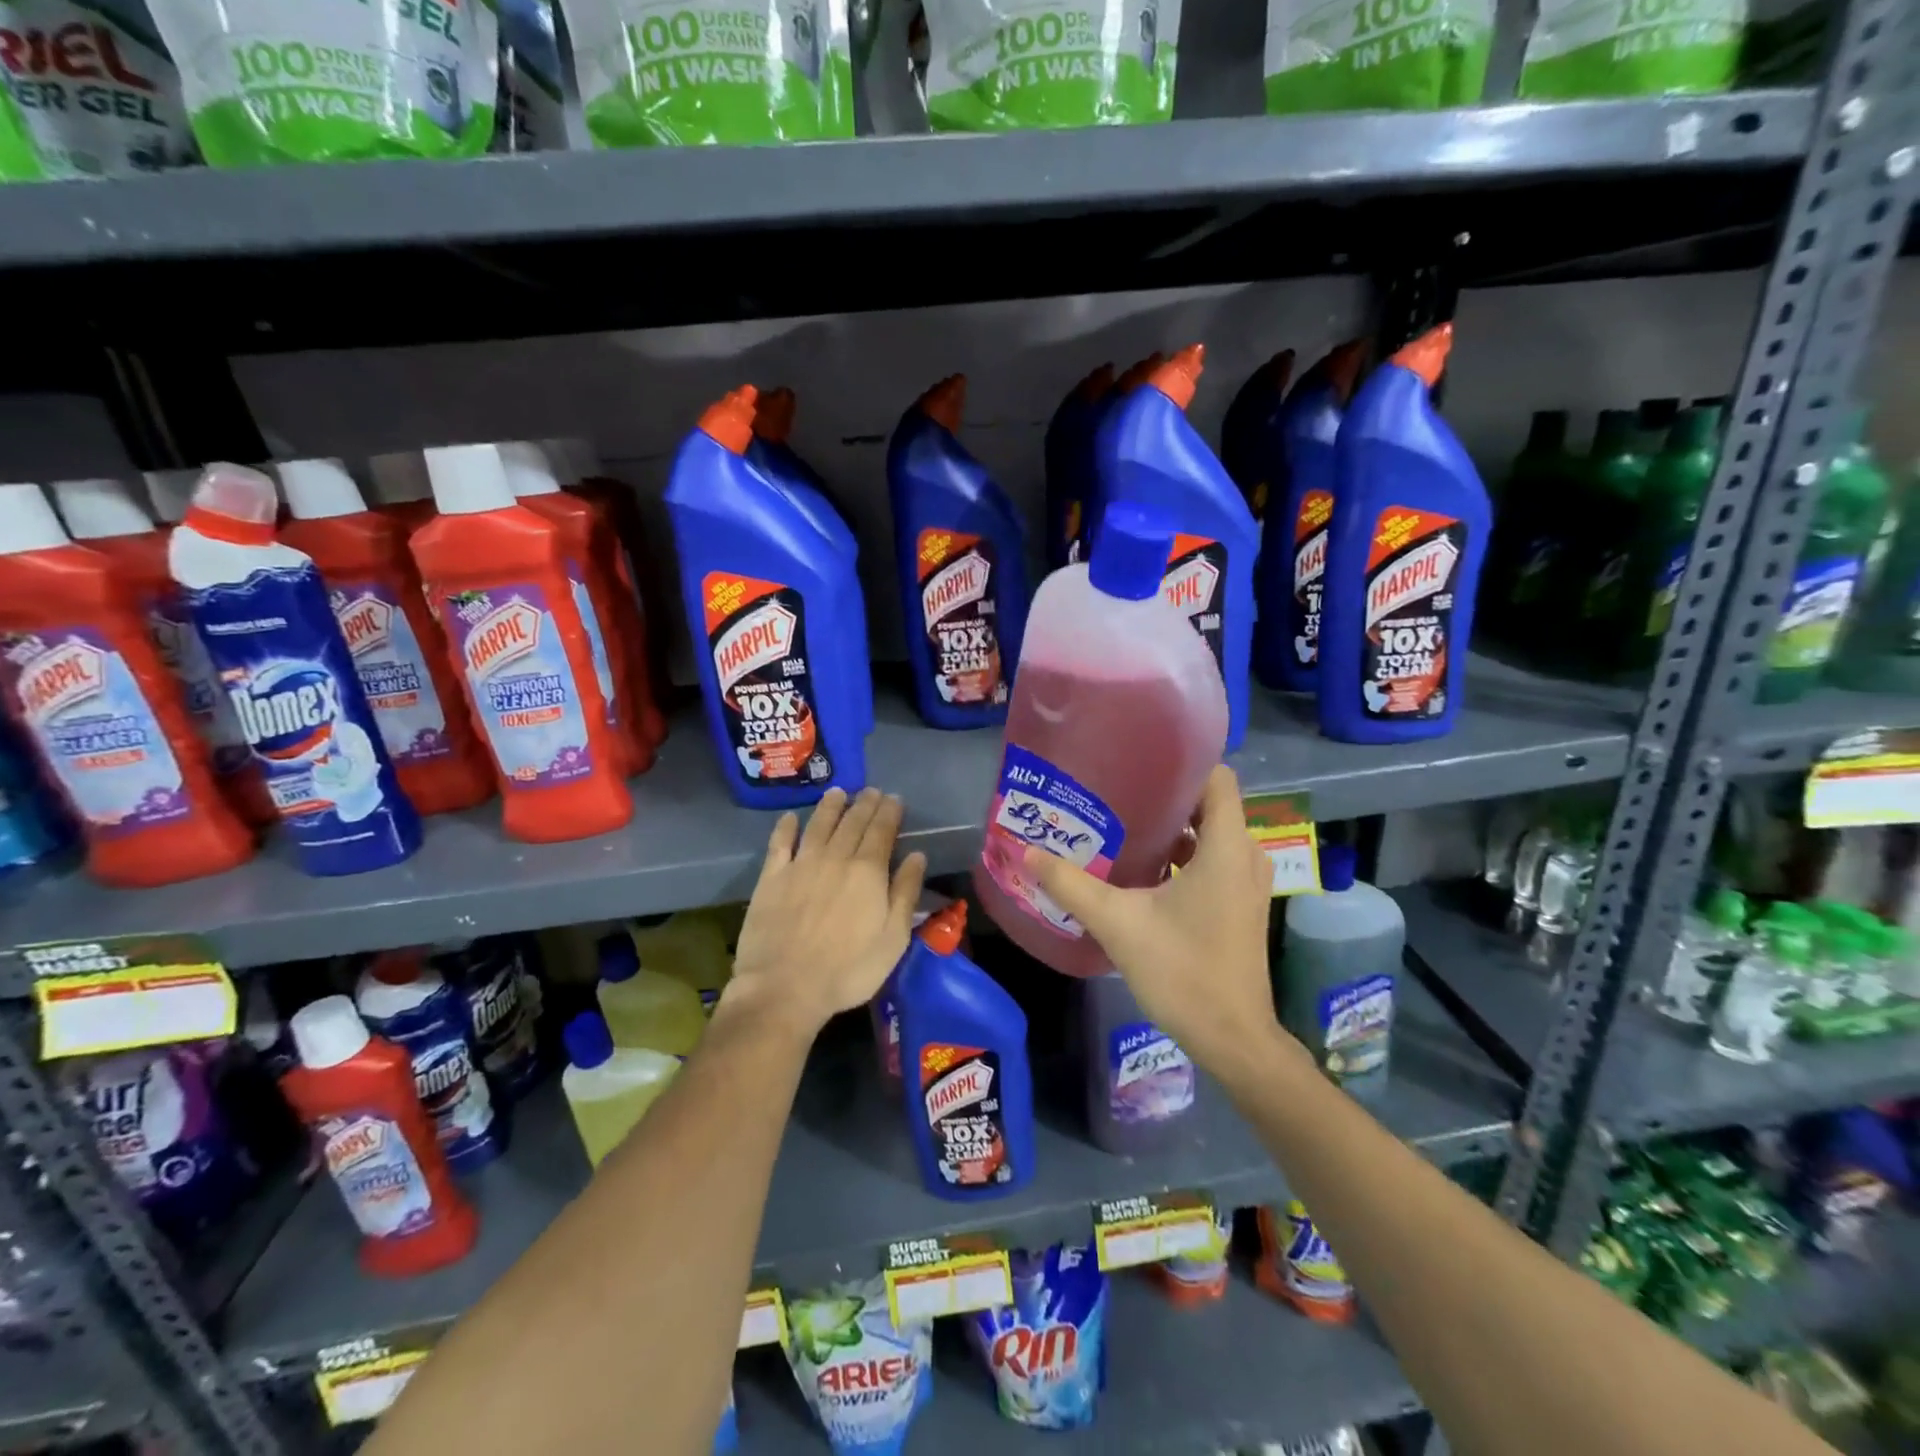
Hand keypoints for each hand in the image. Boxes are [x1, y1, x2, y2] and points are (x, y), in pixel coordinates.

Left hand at [725, 787, 927, 1039]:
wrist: (785, 988)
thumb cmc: (849, 970)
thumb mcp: (893, 938)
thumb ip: (905, 893)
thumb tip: (916, 855)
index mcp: (868, 871)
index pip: (882, 831)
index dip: (889, 812)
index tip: (894, 799)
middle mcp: (835, 858)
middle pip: (852, 822)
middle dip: (865, 804)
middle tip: (871, 791)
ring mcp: (800, 865)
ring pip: (818, 824)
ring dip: (830, 806)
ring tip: (838, 793)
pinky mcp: (772, 878)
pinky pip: (779, 844)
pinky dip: (785, 827)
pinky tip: (790, 818)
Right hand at [1024, 765, 1296, 1074]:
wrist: (1232, 1038)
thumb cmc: (1182, 971)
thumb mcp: (1118, 923)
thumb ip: (1071, 885)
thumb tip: (1027, 852)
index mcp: (1226, 847)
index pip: (1217, 777)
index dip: (1182, 763)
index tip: (1138, 761)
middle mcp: (1245, 856)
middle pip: (1209, 804)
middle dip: (1165, 794)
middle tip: (1115, 791)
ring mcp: (1246, 882)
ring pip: (1209, 834)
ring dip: (1172, 827)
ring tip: (1121, 823)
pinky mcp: (1240, 905)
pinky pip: (1212, 860)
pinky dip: (1182, 855)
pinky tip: (1141, 867)